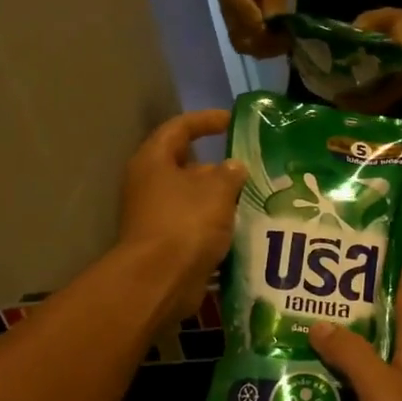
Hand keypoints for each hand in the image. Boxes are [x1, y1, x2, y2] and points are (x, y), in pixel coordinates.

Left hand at [118, 110, 245, 321]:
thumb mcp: (217, 190)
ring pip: (192, 198)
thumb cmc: (186, 223)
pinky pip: (194, 224)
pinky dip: (215, 223)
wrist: (160, 280)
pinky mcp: (165, 242)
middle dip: (217, 167)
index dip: (206, 120)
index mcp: (154, 161)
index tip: (232, 121)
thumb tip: (234, 166)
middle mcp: (149, 184)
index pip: (180, 128)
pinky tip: (241, 227)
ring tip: (252, 198)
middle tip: (250, 168)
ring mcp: (155, 215)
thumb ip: (230, 173)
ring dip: (219, 198)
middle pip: (185, 165)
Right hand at [217, 0, 297, 58]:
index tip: (281, 31)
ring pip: (241, 42)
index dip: (258, 25)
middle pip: (237, 32)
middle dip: (262, 42)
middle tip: (285, 42)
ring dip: (263, 48)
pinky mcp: (239, 21)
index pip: (239, 9)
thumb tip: (273, 25)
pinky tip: (280, 43)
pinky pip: (247, 41)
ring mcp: (230, 13)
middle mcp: (225, 0)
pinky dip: (263, 46)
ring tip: (285, 44)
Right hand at [308, 227, 401, 400]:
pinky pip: (374, 391)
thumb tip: (319, 323)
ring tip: (309, 331)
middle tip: (323, 281)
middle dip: (363, 299)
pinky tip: (323, 389)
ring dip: (351, 344)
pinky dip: (351, 384)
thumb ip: (353, 356)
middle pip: (390, 320)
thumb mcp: (385, 390)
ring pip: (378, 357)